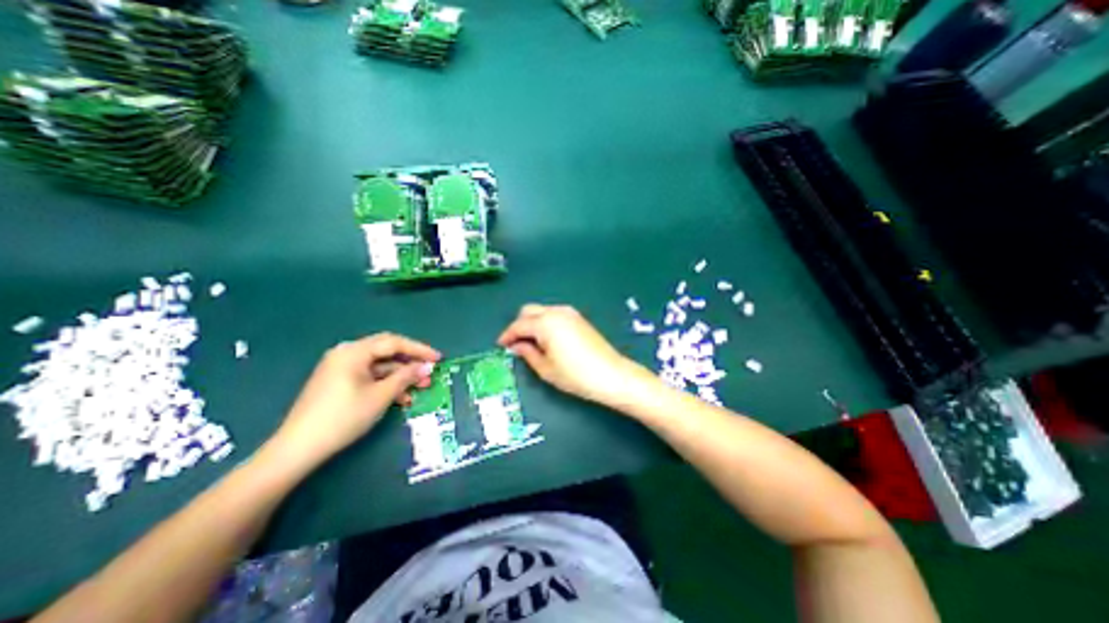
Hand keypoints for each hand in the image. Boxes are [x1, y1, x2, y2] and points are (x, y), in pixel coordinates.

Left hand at [262, 334, 442, 468]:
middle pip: (387, 351)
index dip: (419, 349)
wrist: (298, 448)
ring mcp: (341, 368)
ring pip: (380, 366)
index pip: (394, 342)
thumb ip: (406, 377)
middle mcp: (346, 354)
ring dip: (401, 376)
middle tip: (430, 372)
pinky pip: (369, 376)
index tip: (438, 358)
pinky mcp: (338, 382)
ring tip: (420, 388)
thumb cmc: (344, 417)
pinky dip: (386, 384)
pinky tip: (401, 398)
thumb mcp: (381, 396)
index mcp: (354, 351)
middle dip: (411, 362)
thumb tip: (427, 367)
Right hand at [497, 305, 647, 406]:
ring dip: (532, 322)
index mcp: (545, 323)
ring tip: (531, 343)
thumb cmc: (575, 375)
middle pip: (529, 311)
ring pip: (542, 311)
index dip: (507, 335)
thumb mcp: (546, 369)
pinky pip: (554, 314)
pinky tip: (547, 339)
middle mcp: (556, 312)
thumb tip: (516, 346)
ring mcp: (570, 313)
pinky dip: (545, 322)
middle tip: (516, 344)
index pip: (519, 325)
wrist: (611, 374)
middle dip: (519, 325)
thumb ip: (527, 353)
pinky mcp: (579, 318)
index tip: (501, 345)